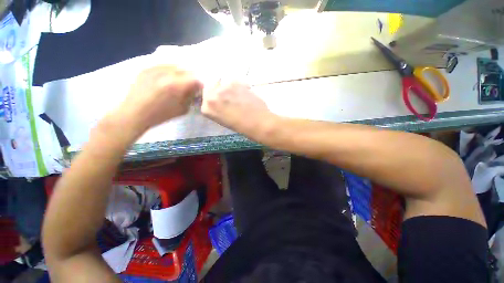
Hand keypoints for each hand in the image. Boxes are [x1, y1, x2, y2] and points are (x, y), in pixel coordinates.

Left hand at [116, 65, 202, 133]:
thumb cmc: (160, 115)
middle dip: (191, 77)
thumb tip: (195, 91)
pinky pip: (162, 65)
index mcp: (175, 85)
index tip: (200, 88)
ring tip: (180, 79)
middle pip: (185, 70)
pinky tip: (169, 76)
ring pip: (174, 65)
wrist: (134, 113)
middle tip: (192, 84)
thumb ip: (190, 98)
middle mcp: (166, 74)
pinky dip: (169, 70)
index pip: (194, 79)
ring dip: (181, 72)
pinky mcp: (146, 69)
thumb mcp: (181, 110)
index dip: (200, 83)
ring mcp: (154, 69)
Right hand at [201, 81, 274, 134]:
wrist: (258, 122)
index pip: (206, 97)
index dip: (214, 97)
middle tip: (230, 97)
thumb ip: (218, 109)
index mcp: (207, 108)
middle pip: (212, 86)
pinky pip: (234, 81)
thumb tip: (220, 101)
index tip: (221, 100)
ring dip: (229, 87)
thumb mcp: (224, 120)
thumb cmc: (242, 126)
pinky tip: (245, 94)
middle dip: (220, 90)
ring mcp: (223, 87)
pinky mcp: (235, 82)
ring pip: (223, 82)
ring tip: (239, 96)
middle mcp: (212, 96)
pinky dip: (239, 86)